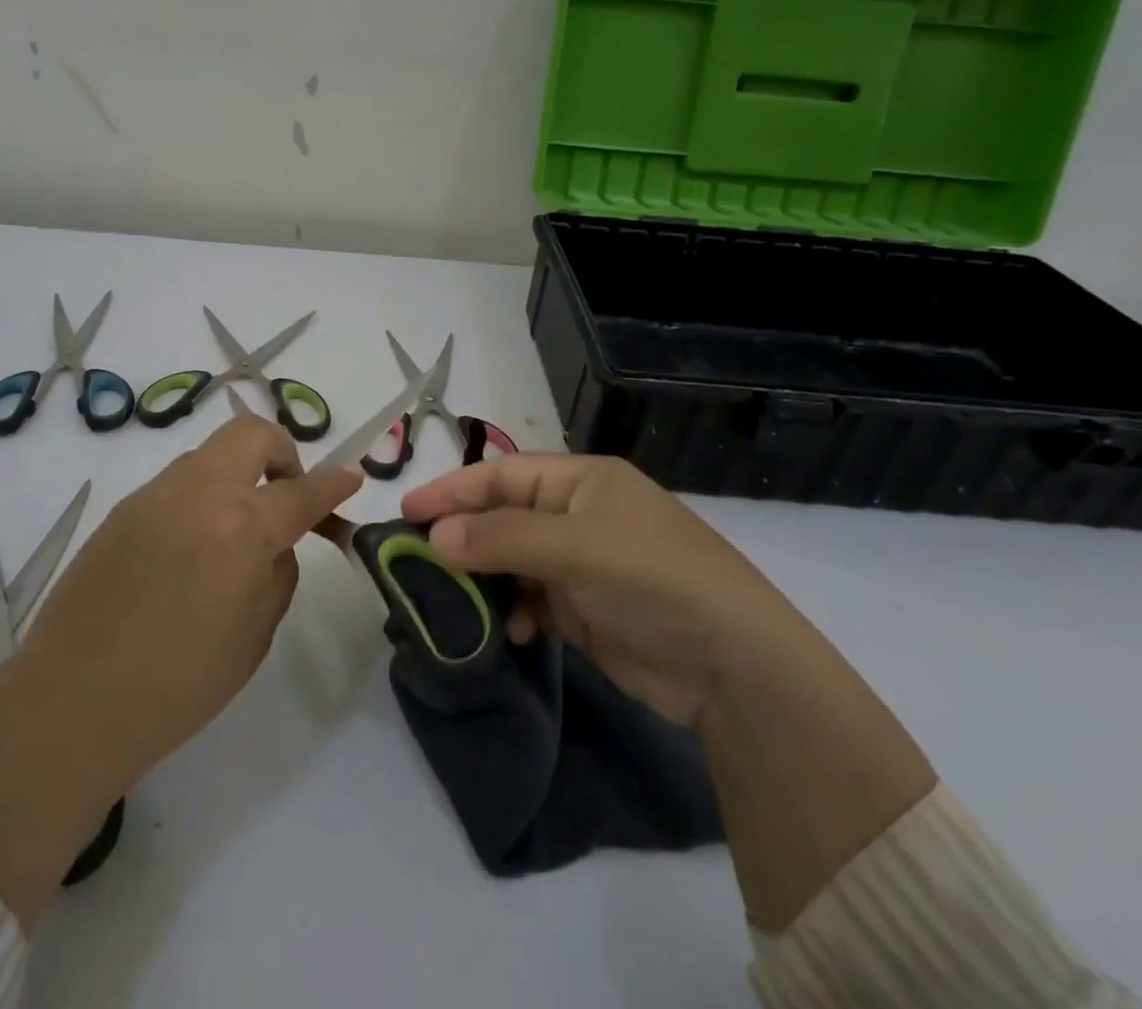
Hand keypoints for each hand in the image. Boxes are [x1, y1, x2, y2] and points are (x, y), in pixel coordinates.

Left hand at [11, 413, 362, 792]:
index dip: (334, 484)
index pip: (303, 491)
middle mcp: (198, 493)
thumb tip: (275, 545)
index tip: (351, 478)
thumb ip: (277, 574)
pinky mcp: (122, 508)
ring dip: (237, 474)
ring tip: (233, 528)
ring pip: (210, 454)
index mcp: (241, 528)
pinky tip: (190, 547)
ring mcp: (154, 494)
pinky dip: (200, 496)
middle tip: (284, 496)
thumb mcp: (254, 637)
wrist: (71, 703)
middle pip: (251, 434)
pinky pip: (177, 483)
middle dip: (282, 453)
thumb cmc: (178, 685)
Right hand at [402, 454, 784, 726]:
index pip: (503, 474)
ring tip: (459, 601)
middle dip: (464, 537)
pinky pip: (532, 601)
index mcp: (582, 482)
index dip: (454, 490)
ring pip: (513, 562)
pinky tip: (513, 631)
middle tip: (419, 560)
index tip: (407, 511)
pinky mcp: (585, 611)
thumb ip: (503, 538)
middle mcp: (579, 516)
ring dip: (487, 580)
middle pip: (504, 517)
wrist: (734, 666)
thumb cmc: (653, 579)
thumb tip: (435, 535)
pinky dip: (515, 612)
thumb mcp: (578, 548)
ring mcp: (582, 565)